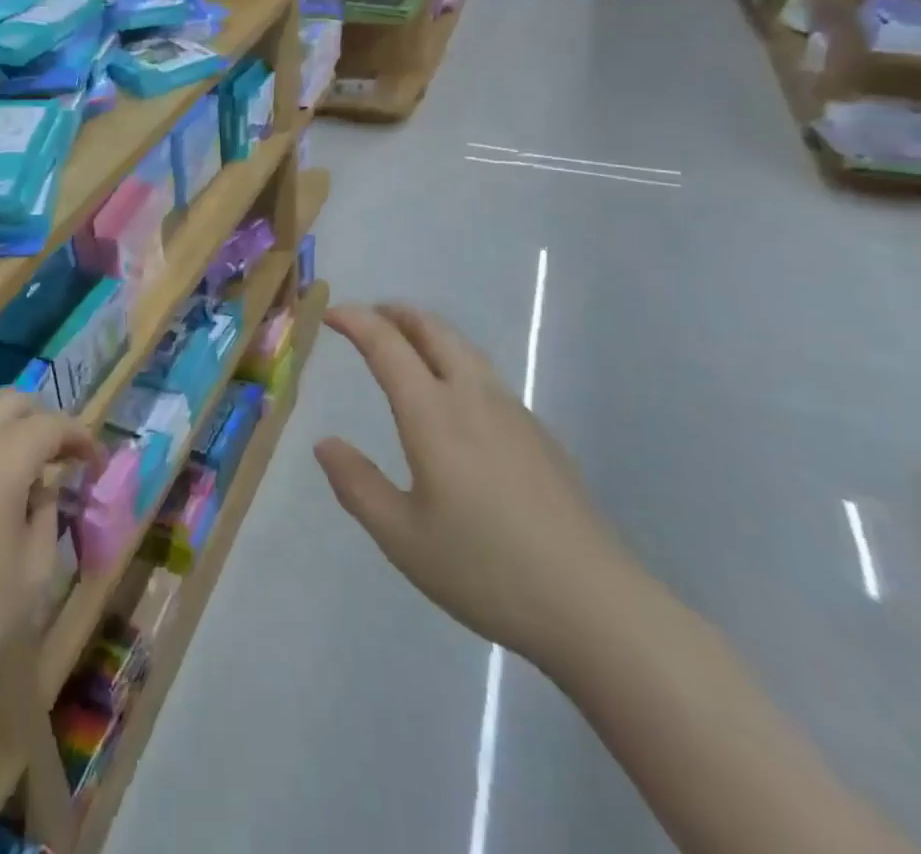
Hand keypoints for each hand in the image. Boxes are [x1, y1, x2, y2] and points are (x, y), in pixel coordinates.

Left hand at [0, 391, 96, 710]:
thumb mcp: (33, 573)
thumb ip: (46, 516)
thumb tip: (41, 489)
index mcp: (2, 459)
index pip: (52, 425)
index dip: (80, 437)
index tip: (95, 461)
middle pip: (13, 400)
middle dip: (43, 419)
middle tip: (59, 454)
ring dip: (4, 419)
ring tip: (16, 456)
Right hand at [315, 303, 636, 668]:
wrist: (596, 607)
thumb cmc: (486, 570)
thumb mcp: (402, 537)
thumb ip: (357, 484)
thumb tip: (325, 443)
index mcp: (433, 414)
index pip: (387, 345)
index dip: (355, 321)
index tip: (330, 313)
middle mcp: (473, 397)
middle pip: (433, 330)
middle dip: (397, 314)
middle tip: (368, 316)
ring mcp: (513, 414)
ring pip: (464, 350)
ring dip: (428, 335)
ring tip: (406, 347)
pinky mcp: (540, 436)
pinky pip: (486, 378)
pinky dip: (455, 364)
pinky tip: (454, 404)